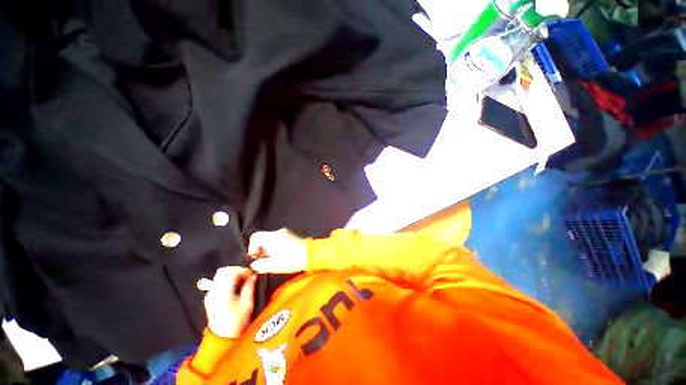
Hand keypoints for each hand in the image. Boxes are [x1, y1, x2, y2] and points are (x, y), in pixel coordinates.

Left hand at [203, 267, 256, 337]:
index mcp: (223, 292)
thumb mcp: (247, 304)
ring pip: (219, 275)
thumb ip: (249, 287)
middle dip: (236, 270)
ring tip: (241, 280)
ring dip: (231, 274)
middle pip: (223, 271)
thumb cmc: (236, 321)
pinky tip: (234, 286)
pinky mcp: (209, 297)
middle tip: (246, 275)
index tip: (251, 274)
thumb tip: (253, 276)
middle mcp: (214, 291)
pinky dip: (226, 279)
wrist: (222, 337)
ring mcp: (210, 294)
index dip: (243, 270)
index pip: (231, 272)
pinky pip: (217, 282)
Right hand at [248, 229, 307, 273]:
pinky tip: (286, 254)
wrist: (311, 254)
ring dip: (272, 247)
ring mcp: (288, 231)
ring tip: (277, 258)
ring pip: (274, 238)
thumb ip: (259, 265)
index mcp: (272, 237)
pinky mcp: (295, 233)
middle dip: (262, 249)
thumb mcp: (273, 266)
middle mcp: (279, 231)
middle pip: (265, 237)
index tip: (256, 257)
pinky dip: (280, 245)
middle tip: (266, 259)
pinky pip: (283, 238)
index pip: (255, 237)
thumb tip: (254, 264)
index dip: (252, 247)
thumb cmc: (291, 260)